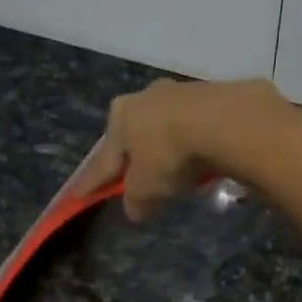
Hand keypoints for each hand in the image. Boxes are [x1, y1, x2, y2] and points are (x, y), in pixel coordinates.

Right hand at [75, 77, 287, 221]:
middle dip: (133, 157)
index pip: (102, 159)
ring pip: (165, 127)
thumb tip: (134, 209)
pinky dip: (193, 143)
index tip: (78, 195)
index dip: (91, 181)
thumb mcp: (146, 189)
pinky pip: (194, 127)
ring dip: (166, 148)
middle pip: (134, 136)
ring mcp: (179, 92)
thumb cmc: (169, 155)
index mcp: (119, 117)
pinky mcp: (211, 95)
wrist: (223, 121)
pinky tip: (200, 159)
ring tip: (173, 171)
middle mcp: (144, 97)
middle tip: (133, 178)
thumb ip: (136, 200)